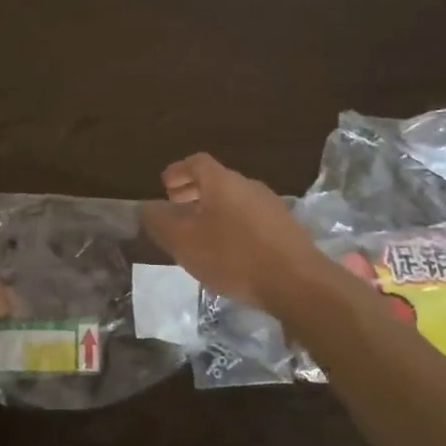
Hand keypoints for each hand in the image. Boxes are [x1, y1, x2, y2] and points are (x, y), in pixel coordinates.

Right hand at [141, 154, 326, 312]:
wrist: (298, 283)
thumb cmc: (233, 256)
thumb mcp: (185, 242)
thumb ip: (161, 223)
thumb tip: (147, 208)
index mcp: (222, 182)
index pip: (196, 162)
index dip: (178, 171)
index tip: (164, 186)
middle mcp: (248, 185)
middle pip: (216, 180)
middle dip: (194, 191)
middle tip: (178, 209)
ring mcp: (271, 206)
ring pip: (234, 200)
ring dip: (214, 210)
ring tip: (200, 234)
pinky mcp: (286, 229)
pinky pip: (250, 218)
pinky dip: (233, 225)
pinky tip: (229, 251)